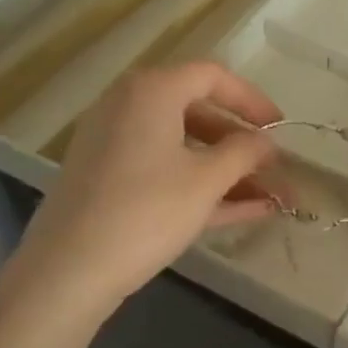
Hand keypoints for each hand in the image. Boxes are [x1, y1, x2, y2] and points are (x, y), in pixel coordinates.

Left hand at [12, 62, 282, 310]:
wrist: (67, 270)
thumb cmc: (146, 211)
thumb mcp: (205, 181)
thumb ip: (244, 153)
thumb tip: (266, 143)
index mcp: (152, 90)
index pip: (212, 76)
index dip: (252, 100)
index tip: (280, 127)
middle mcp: (128, 105)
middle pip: (197, 112)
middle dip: (241, 144)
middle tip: (273, 168)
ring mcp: (114, 143)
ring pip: (182, 147)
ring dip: (225, 170)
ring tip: (268, 198)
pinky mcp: (107, 178)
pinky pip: (162, 170)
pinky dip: (197, 185)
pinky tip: (241, 212)